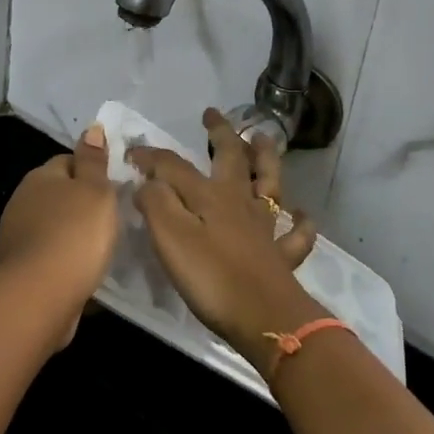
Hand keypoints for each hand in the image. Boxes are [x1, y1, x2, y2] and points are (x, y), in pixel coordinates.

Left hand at [0, 126, 117, 346]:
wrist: (39, 295)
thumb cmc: (75, 234)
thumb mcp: (96, 190)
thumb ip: (94, 160)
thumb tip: (91, 128)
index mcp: (41, 176)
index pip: (68, 161)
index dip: (91, 171)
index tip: (113, 188)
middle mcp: (22, 200)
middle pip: (58, 193)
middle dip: (80, 203)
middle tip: (110, 218)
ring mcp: (16, 235)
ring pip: (52, 225)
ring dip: (70, 233)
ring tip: (98, 248)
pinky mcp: (18, 268)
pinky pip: (47, 254)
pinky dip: (62, 259)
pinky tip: (81, 271)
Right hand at [129, 109, 322, 371]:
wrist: (264, 318)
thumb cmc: (211, 276)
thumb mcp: (170, 236)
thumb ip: (156, 202)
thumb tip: (146, 180)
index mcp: (210, 194)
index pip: (175, 165)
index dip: (152, 156)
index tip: (132, 152)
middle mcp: (239, 201)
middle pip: (231, 157)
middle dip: (220, 133)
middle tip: (212, 114)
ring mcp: (265, 227)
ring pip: (268, 182)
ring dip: (265, 158)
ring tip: (262, 139)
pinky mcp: (281, 256)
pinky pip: (295, 234)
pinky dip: (300, 221)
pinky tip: (301, 213)